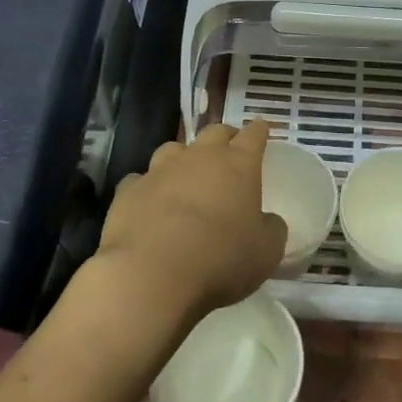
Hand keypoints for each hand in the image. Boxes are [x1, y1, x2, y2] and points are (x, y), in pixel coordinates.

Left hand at [90, 120, 288, 330]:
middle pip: (215, 132)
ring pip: (174, 149)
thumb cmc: (220, 258)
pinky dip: (149, 186)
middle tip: (229, 148)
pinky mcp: (129, 190)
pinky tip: (150, 201)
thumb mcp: (266, 251)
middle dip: (225, 136)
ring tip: (186, 172)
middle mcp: (200, 158)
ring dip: (184, 156)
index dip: (260, 131)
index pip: (254, 135)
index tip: (262, 128)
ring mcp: (160, 170)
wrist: (150, 273)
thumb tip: (268, 221)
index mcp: (238, 165)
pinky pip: (141, 179)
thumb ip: (272, 229)